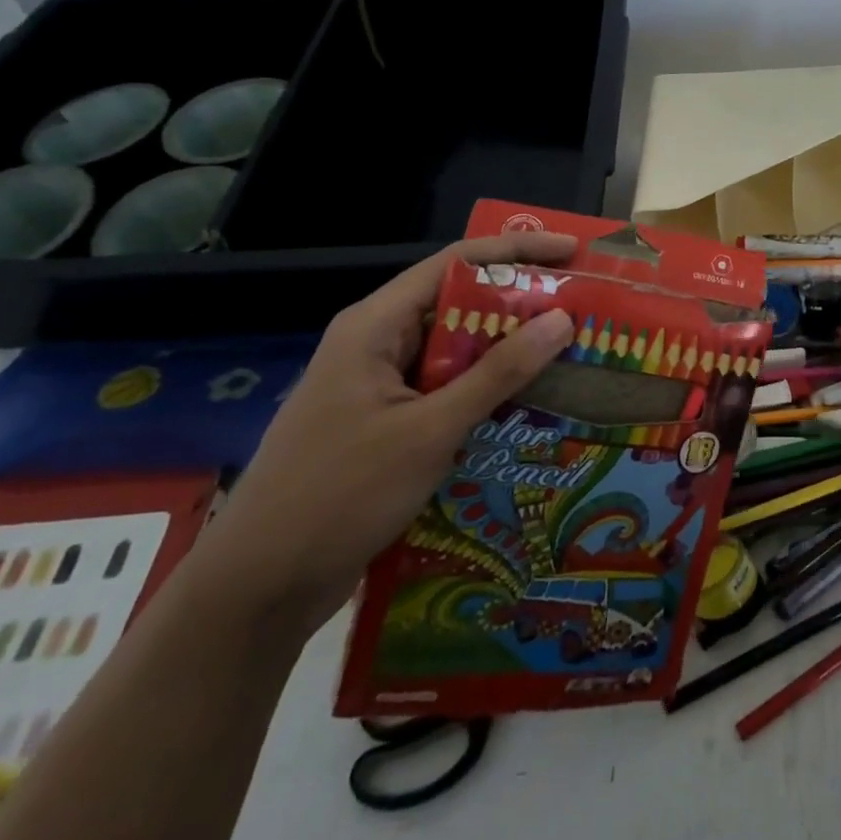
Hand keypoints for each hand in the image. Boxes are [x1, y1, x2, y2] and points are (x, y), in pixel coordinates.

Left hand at [196, 232, 577, 632]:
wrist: (257, 590)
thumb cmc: (339, 495)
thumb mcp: (430, 430)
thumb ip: (498, 373)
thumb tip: (562, 319)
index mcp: (375, 326)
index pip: (456, 263)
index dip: (517, 249)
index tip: (572, 252)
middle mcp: (377, 343)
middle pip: (460, 303)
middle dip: (521, 302)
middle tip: (583, 306)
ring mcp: (380, 385)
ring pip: (457, 350)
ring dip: (508, 350)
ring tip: (569, 351)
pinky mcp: (386, 423)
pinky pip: (447, 388)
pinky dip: (487, 389)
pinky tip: (529, 402)